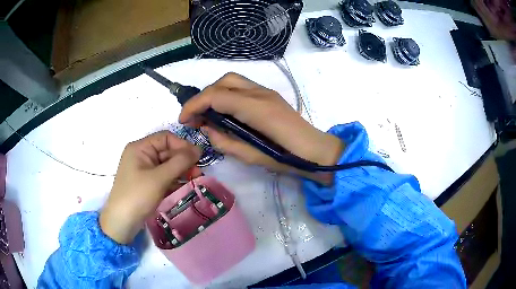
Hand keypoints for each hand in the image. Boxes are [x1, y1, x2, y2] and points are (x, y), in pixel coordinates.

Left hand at [100, 131, 200, 243]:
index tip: (198, 157)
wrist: (122, 222)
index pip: (165, 138)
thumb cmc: (138, 195)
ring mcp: (144, 170)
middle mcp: (142, 155)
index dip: (182, 145)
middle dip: (183, 160)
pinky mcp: (147, 183)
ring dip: (182, 171)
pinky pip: (164, 176)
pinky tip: (186, 186)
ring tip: (196, 179)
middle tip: (199, 172)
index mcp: (140, 148)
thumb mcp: (159, 178)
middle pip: (167, 151)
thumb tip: (198, 150)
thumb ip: (179, 162)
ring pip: (167, 165)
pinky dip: (175, 180)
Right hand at [179, 73, 343, 178]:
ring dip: (215, 93)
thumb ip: (224, 141)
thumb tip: (206, 128)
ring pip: (233, 81)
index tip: (183, 120)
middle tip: (196, 117)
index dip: (194, 105)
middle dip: (204, 96)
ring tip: (208, 113)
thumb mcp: (251, 157)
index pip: (216, 96)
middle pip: (224, 81)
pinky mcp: (269, 96)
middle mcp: (260, 93)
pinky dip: (227, 94)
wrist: (315, 152)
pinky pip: (242, 87)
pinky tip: (226, 111)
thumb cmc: (287, 159)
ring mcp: (267, 92)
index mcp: (256, 108)